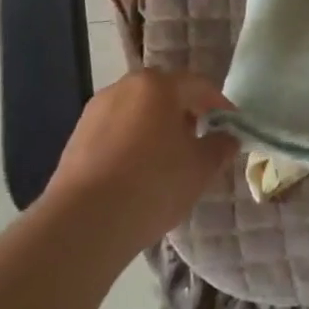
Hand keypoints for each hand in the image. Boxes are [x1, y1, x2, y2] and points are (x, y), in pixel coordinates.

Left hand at [43, 70, 237, 256]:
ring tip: (168, 159)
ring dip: (157, 127)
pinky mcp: (77, 137)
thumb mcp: (200, 168)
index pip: (198, 85)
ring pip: (138, 111)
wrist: (84, 222)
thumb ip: (220, 147)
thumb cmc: (153, 184)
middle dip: (185, 113)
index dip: (220, 105)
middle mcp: (124, 88)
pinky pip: (116, 131)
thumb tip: (228, 138)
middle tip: (200, 139)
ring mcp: (96, 111)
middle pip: (164, 93)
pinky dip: (132, 142)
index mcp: (158, 86)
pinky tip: (138, 172)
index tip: (232, 126)